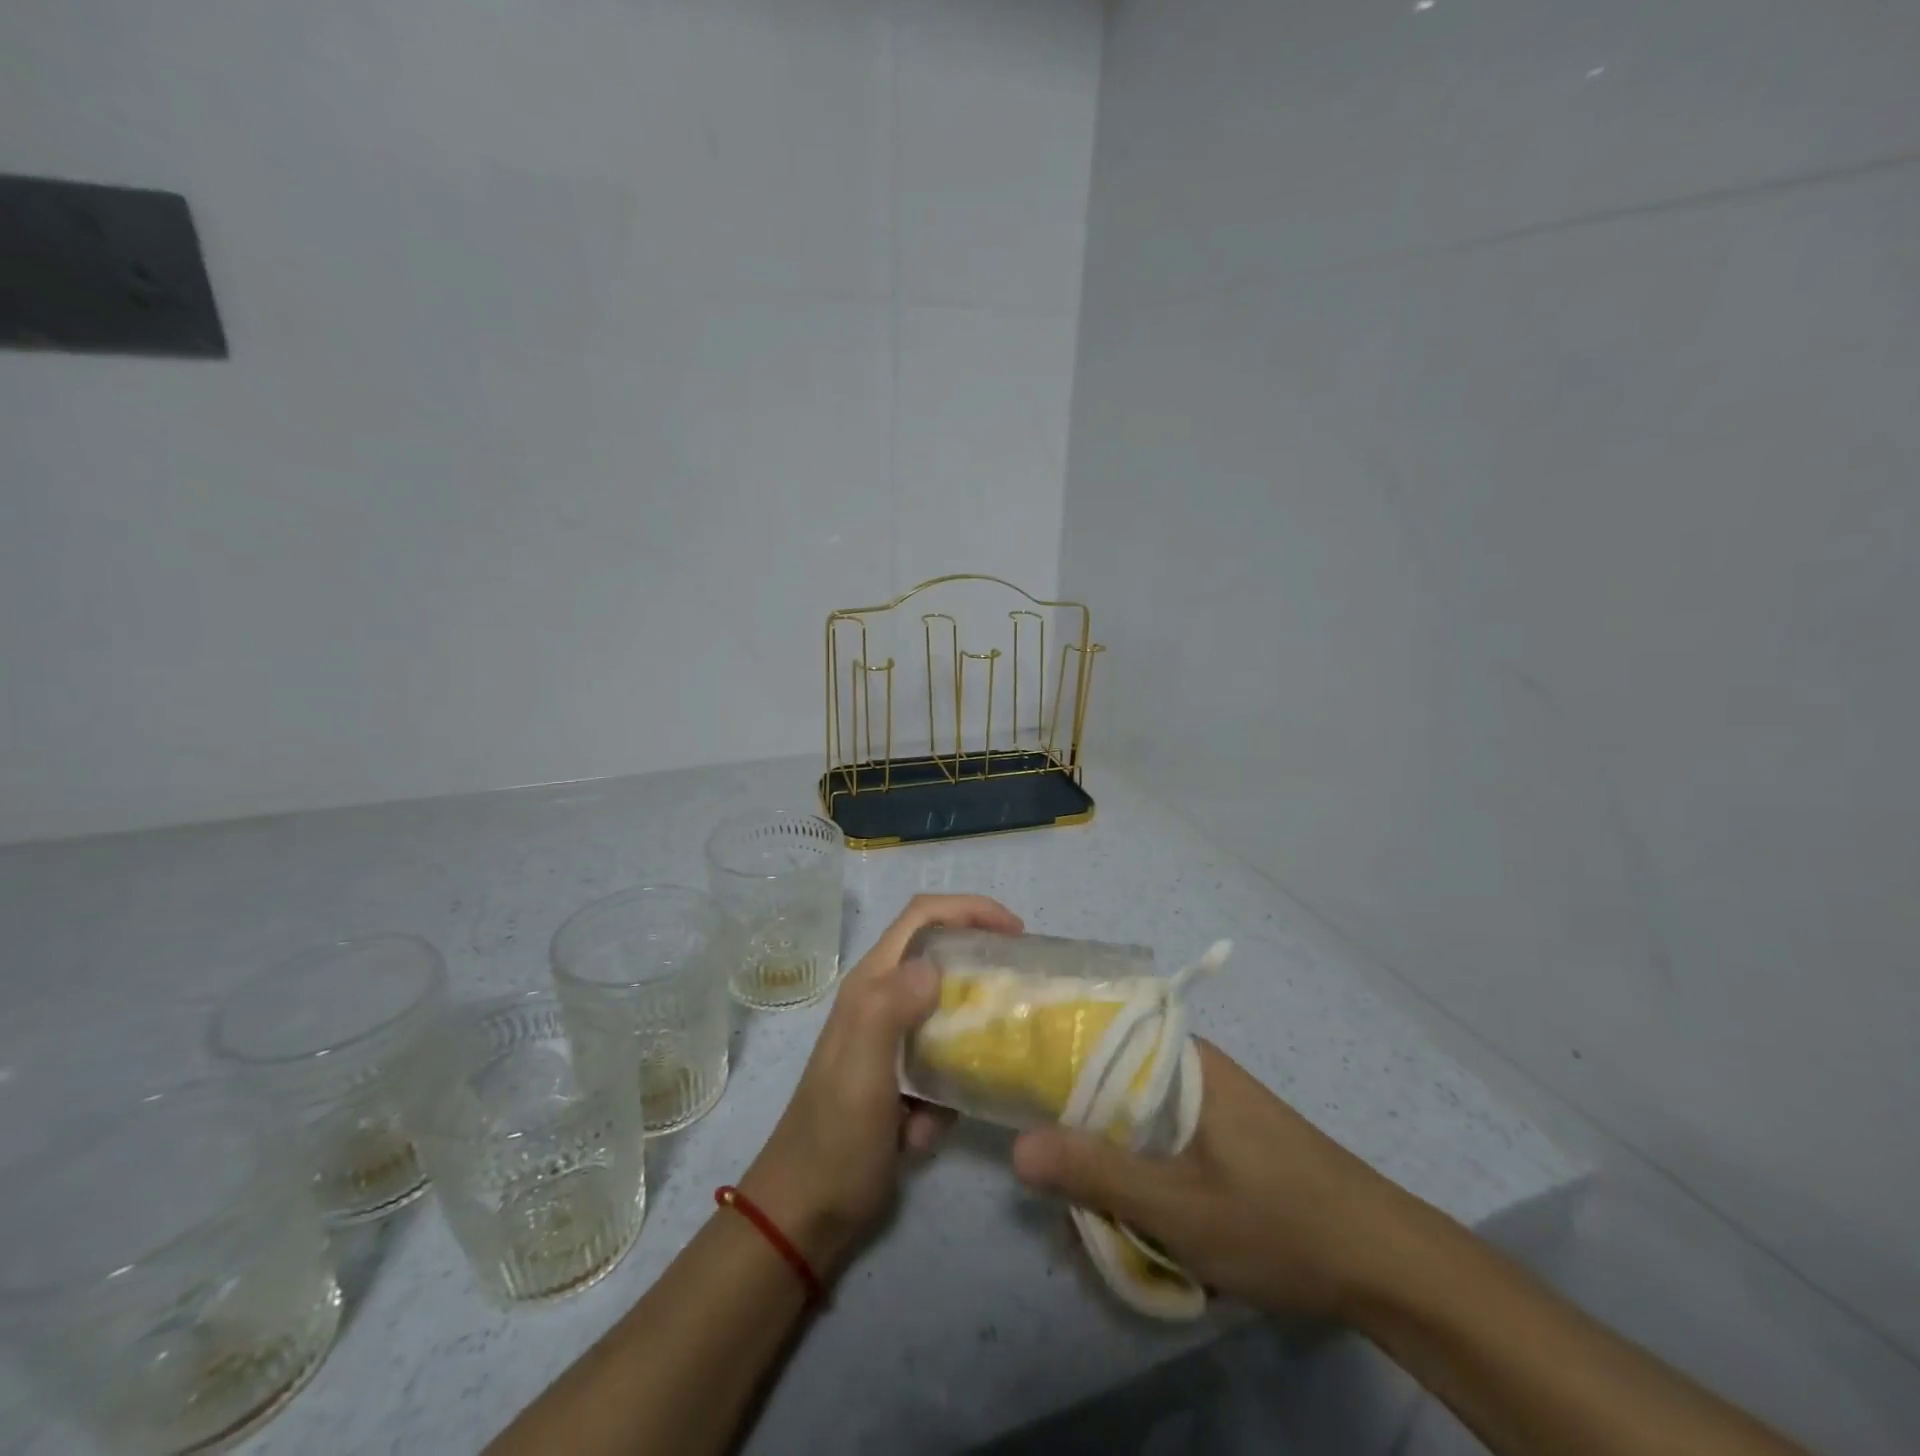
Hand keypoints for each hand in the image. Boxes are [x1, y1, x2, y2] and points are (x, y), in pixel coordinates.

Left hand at [741, 893, 1023, 1275]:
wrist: (805, 1215)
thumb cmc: (835, 1138)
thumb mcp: (862, 1069)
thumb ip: (891, 1008)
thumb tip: (935, 966)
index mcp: (871, 985)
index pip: (922, 916)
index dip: (970, 909)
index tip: (1015, 932)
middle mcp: (881, 1001)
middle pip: (941, 958)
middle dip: (980, 971)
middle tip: (1021, 992)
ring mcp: (891, 1042)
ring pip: (948, 1015)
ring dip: (965, 1044)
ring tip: (987, 1071)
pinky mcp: (901, 1079)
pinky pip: (942, 1067)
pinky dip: (946, 1093)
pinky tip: (928, 1130)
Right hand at [1011, 1039, 1419, 1319]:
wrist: (1388, 1264)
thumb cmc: (1279, 1221)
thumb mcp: (1177, 1208)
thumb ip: (1096, 1174)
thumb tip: (1017, 1148)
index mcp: (1180, 1061)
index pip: (1096, 1040)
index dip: (1052, 1065)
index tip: (1016, 1097)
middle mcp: (1193, 1069)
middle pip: (1113, 1087)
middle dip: (1084, 1137)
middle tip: (1061, 1187)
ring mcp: (1213, 1103)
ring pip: (1139, 1123)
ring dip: (1118, 1166)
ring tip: (1102, 1217)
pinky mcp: (1229, 1136)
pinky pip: (1167, 1144)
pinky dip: (1149, 1176)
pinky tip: (1147, 1222)